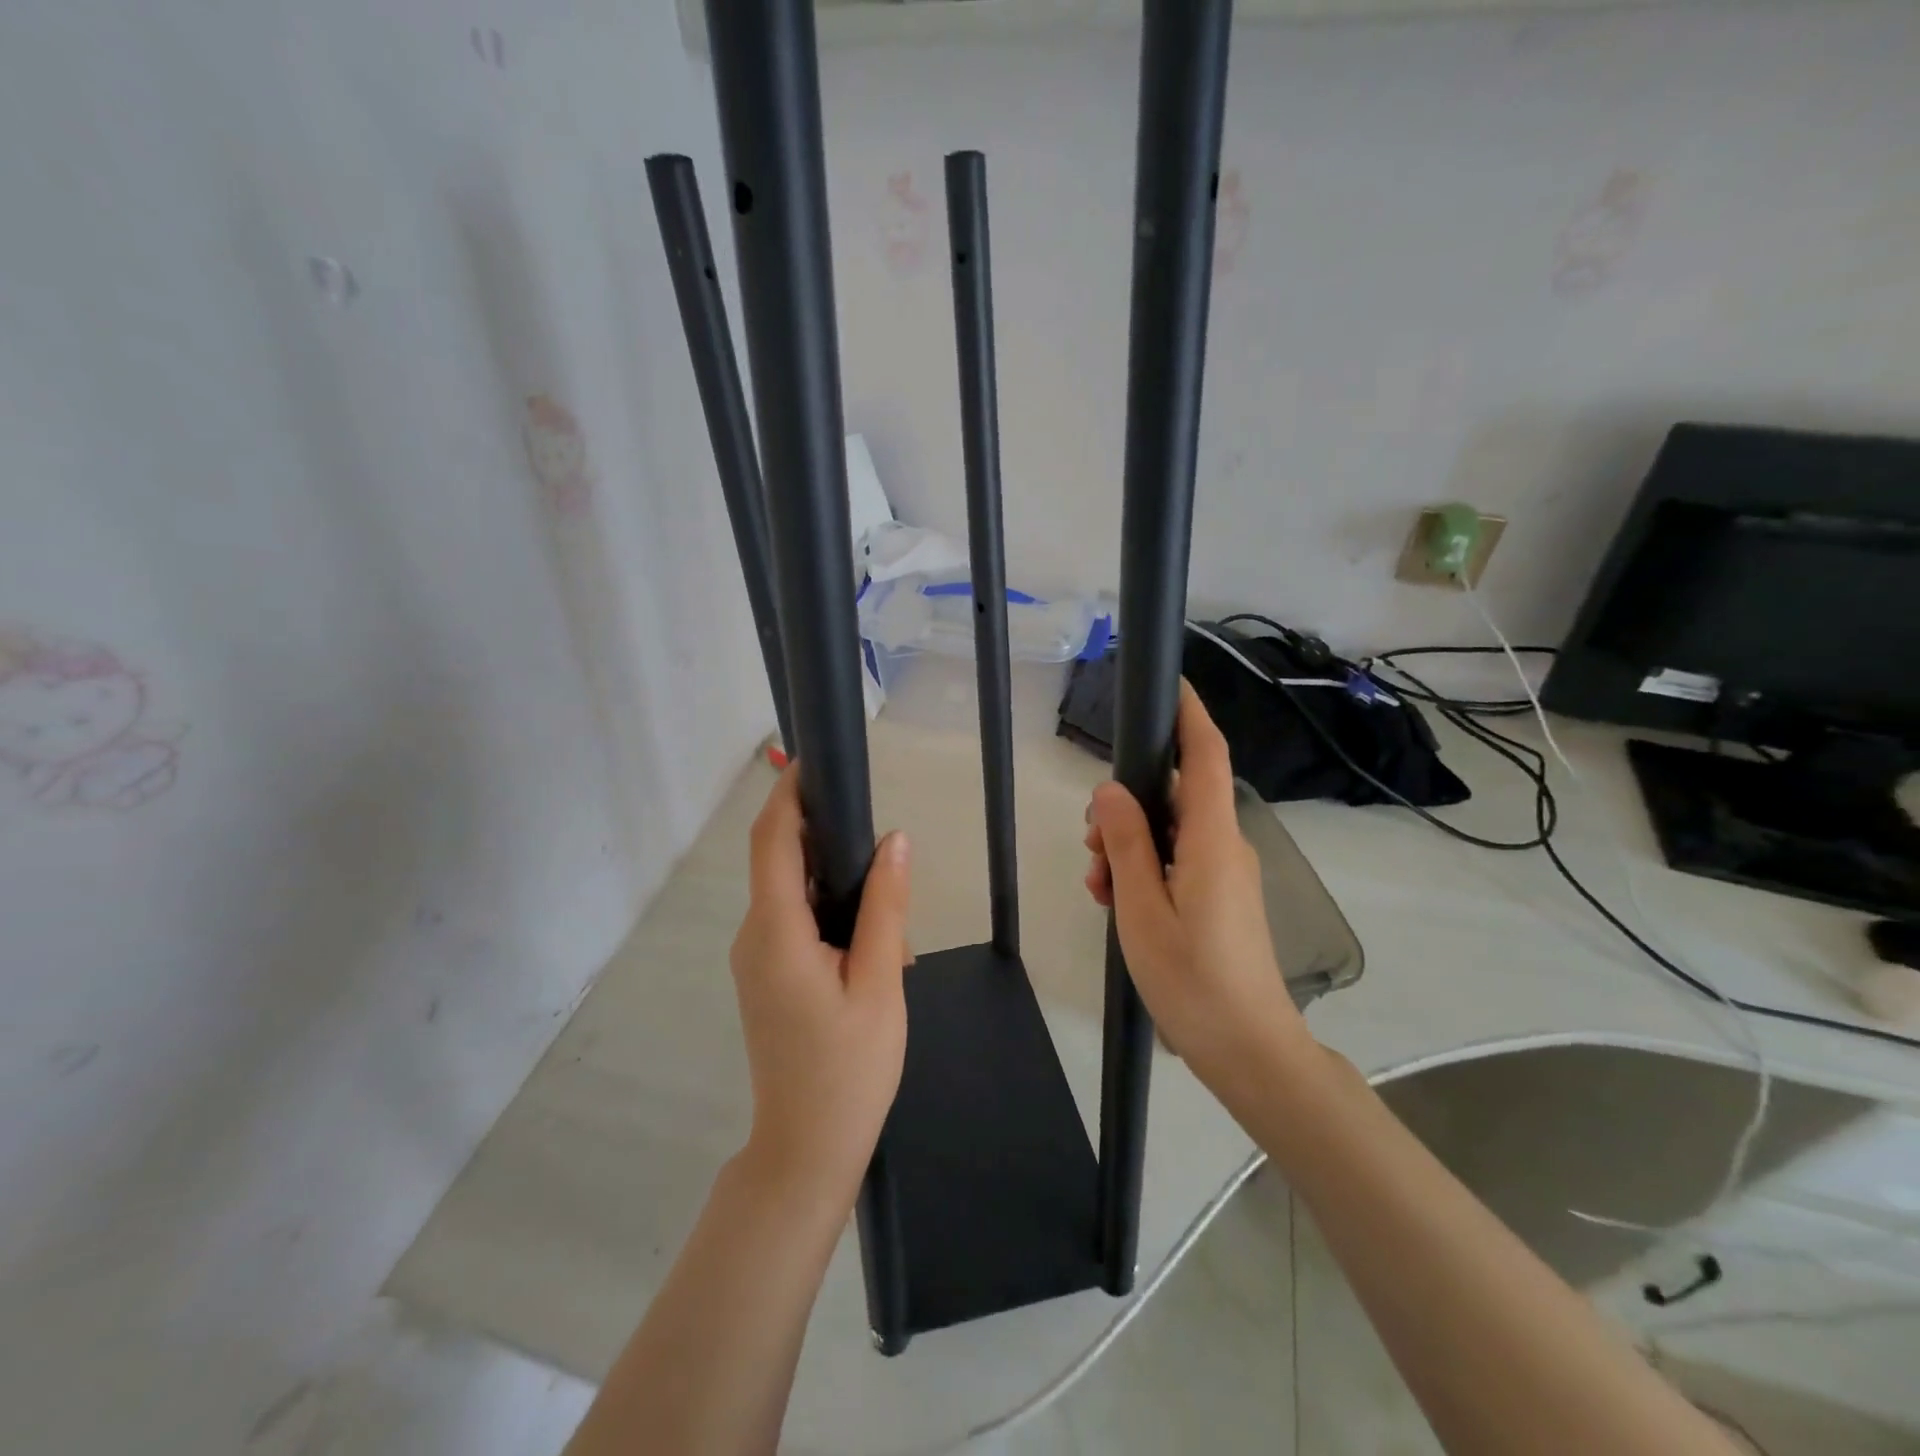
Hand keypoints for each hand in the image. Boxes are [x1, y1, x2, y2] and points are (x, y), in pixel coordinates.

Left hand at [730, 766, 911, 1210]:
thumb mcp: (880, 982)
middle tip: (884, 851)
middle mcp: (754, 935)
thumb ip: (886, 906)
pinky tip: (870, 943)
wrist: (806, 1151)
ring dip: (835, 883)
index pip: (772, 841)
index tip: (815, 760)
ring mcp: (755, 957)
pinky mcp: (766, 975)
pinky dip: (828, 911)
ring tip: (889, 920)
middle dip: (827, 840)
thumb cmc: (849, 1070)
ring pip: (790, 892)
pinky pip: (792, 921)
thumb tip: (894, 839)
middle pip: (780, 860)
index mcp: (776, 932)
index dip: (788, 795)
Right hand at [1084, 681, 1312, 1109]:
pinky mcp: (1223, 896)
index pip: (1206, 758)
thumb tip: (1110, 791)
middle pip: (1177, 796)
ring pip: (1172, 832)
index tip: (1170, 684)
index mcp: (1212, 840)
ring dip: (1130, 845)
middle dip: (1128, 806)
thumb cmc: (1193, 979)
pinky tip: (1118, 900)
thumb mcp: (1142, 909)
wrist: (1250, 1050)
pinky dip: (1146, 868)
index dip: (1189, 716)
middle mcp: (1226, 846)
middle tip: (1090, 846)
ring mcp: (1227, 873)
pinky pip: (1179, 861)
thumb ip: (1126, 844)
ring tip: (1099, 885)